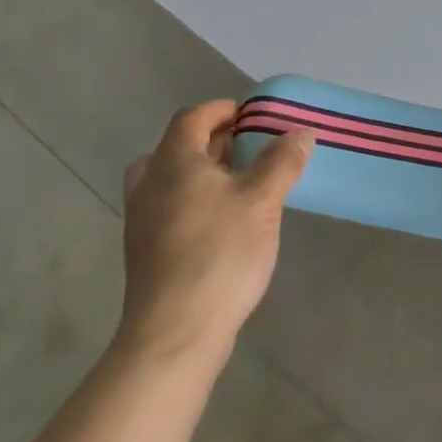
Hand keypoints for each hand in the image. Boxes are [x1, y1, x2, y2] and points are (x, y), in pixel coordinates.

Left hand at [118, 101, 312, 362]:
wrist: (175, 331)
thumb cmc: (219, 254)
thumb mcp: (261, 202)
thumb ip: (281, 162)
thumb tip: (300, 131)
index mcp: (173, 160)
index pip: (193, 117)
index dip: (222, 110)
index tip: (251, 115)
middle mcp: (149, 182)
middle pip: (178, 146)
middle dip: (215, 141)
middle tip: (250, 147)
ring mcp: (141, 218)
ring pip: (171, 178)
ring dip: (203, 172)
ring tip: (239, 183)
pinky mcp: (145, 249)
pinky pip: (169, 207)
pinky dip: (193, 199)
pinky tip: (222, 222)